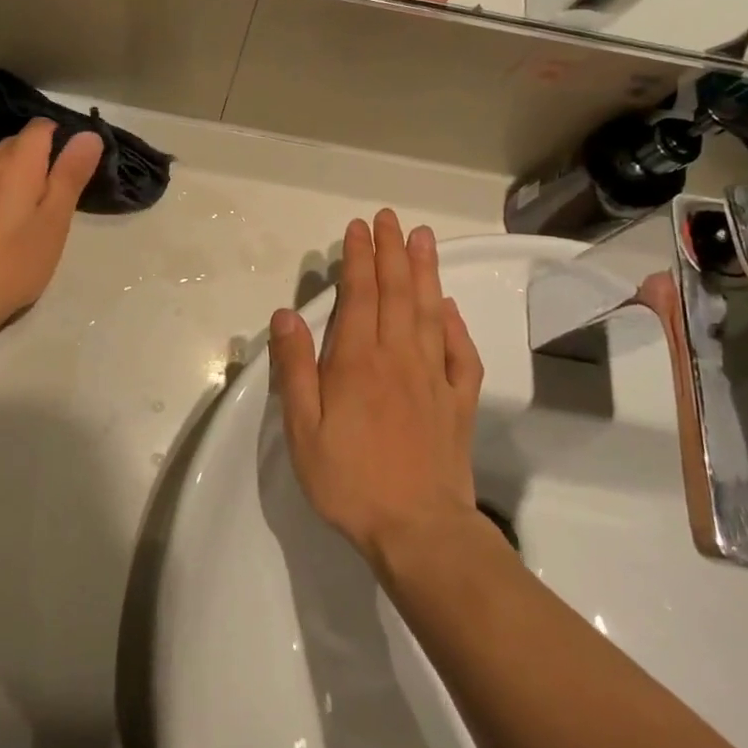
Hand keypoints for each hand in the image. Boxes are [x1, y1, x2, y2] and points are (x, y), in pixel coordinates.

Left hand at [0, 118, 101, 338]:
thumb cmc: (17, 258)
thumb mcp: (56, 218)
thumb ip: (71, 174)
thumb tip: (88, 135)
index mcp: (17, 162)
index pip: (41, 126)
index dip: (64, 137)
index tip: (81, 165)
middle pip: (21, 141)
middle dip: (46, 154)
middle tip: (68, 189)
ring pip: (5, 161)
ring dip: (27, 172)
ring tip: (45, 204)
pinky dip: (9, 186)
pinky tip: (17, 216)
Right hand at [268, 209, 484, 563]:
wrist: (419, 530)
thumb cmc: (350, 480)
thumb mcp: (303, 429)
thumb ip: (295, 368)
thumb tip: (287, 315)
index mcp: (358, 361)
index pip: (359, 294)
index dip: (359, 257)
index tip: (359, 227)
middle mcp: (399, 357)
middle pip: (396, 292)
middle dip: (391, 251)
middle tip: (390, 217)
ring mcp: (434, 377)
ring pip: (429, 311)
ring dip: (425, 271)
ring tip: (424, 238)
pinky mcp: (458, 402)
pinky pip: (459, 352)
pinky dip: (454, 324)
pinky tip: (449, 307)